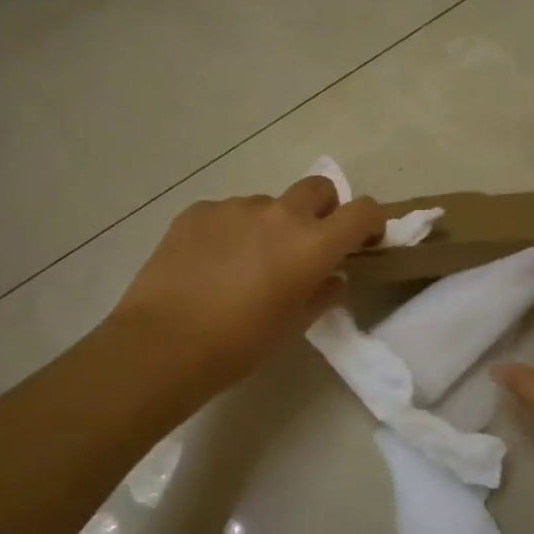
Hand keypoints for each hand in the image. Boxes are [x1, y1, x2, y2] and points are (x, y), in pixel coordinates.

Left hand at [109, 175, 385, 392]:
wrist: (162, 344)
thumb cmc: (239, 345)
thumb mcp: (292, 326)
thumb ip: (322, 294)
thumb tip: (332, 277)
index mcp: (311, 244)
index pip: (362, 211)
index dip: (371, 222)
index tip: (364, 241)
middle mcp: (279, 214)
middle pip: (318, 189)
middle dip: (324, 210)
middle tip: (307, 244)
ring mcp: (235, 207)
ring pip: (268, 204)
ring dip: (271, 224)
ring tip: (245, 264)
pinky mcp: (198, 211)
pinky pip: (228, 213)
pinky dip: (232, 231)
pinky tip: (211, 264)